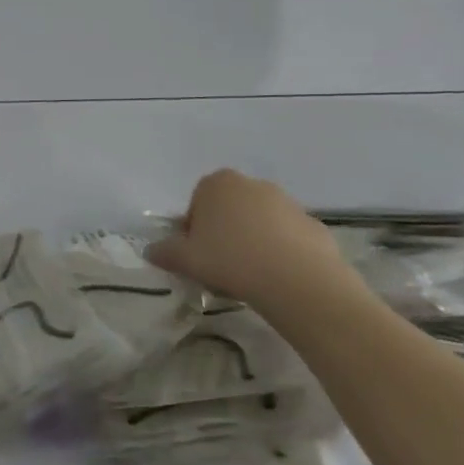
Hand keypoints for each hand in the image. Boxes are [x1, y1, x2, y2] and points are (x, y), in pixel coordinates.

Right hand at [147, 168, 352, 310]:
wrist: (298, 280)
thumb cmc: (230, 259)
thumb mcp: (185, 259)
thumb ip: (164, 252)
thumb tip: (150, 251)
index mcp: (217, 184)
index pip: (197, 202)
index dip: (193, 230)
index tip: (197, 254)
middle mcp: (252, 184)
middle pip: (229, 209)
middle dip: (223, 232)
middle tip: (220, 264)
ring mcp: (287, 203)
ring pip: (259, 222)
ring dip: (252, 242)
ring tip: (250, 275)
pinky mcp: (313, 225)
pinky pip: (288, 238)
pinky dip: (281, 253)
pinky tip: (277, 278)